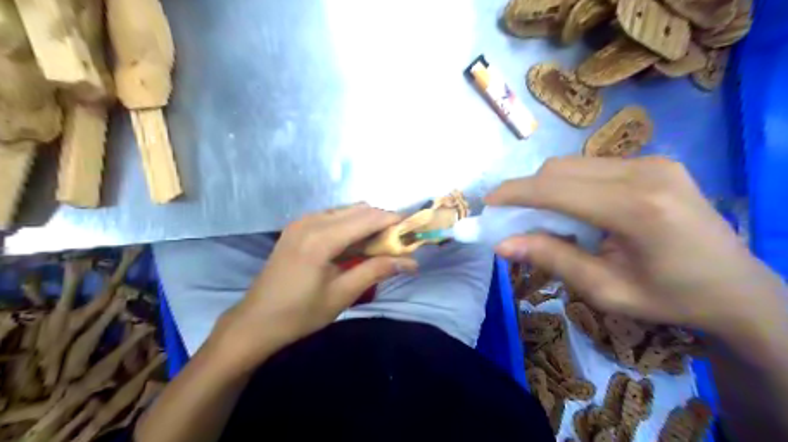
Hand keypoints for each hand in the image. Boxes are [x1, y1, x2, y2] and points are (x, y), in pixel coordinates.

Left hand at [208, 205, 417, 370]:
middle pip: (358, 210)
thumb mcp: (342, 294)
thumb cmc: (300, 313)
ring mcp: (301, 222)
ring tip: (377, 246)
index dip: (393, 221)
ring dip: (365, 223)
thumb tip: (410, 262)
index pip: (367, 218)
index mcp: (321, 239)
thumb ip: (376, 271)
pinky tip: (353, 244)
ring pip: (345, 210)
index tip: (412, 231)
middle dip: (381, 222)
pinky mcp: (296, 227)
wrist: (256, 321)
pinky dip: (349, 225)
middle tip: (396, 243)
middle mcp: (311, 221)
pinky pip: (331, 216)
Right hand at [487, 156, 779, 343]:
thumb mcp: (605, 290)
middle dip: (527, 190)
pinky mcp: (654, 162)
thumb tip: (503, 244)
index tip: (488, 203)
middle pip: (560, 169)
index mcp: (636, 209)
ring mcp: (652, 162)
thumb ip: (552, 259)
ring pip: (573, 164)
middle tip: (512, 217)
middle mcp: (645, 172)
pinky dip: (569, 184)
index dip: (515, 193)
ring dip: (547, 187)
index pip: (555, 189)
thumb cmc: (669, 298)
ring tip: (544, 217)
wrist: (736, 288)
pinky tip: (574, 208)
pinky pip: (592, 166)